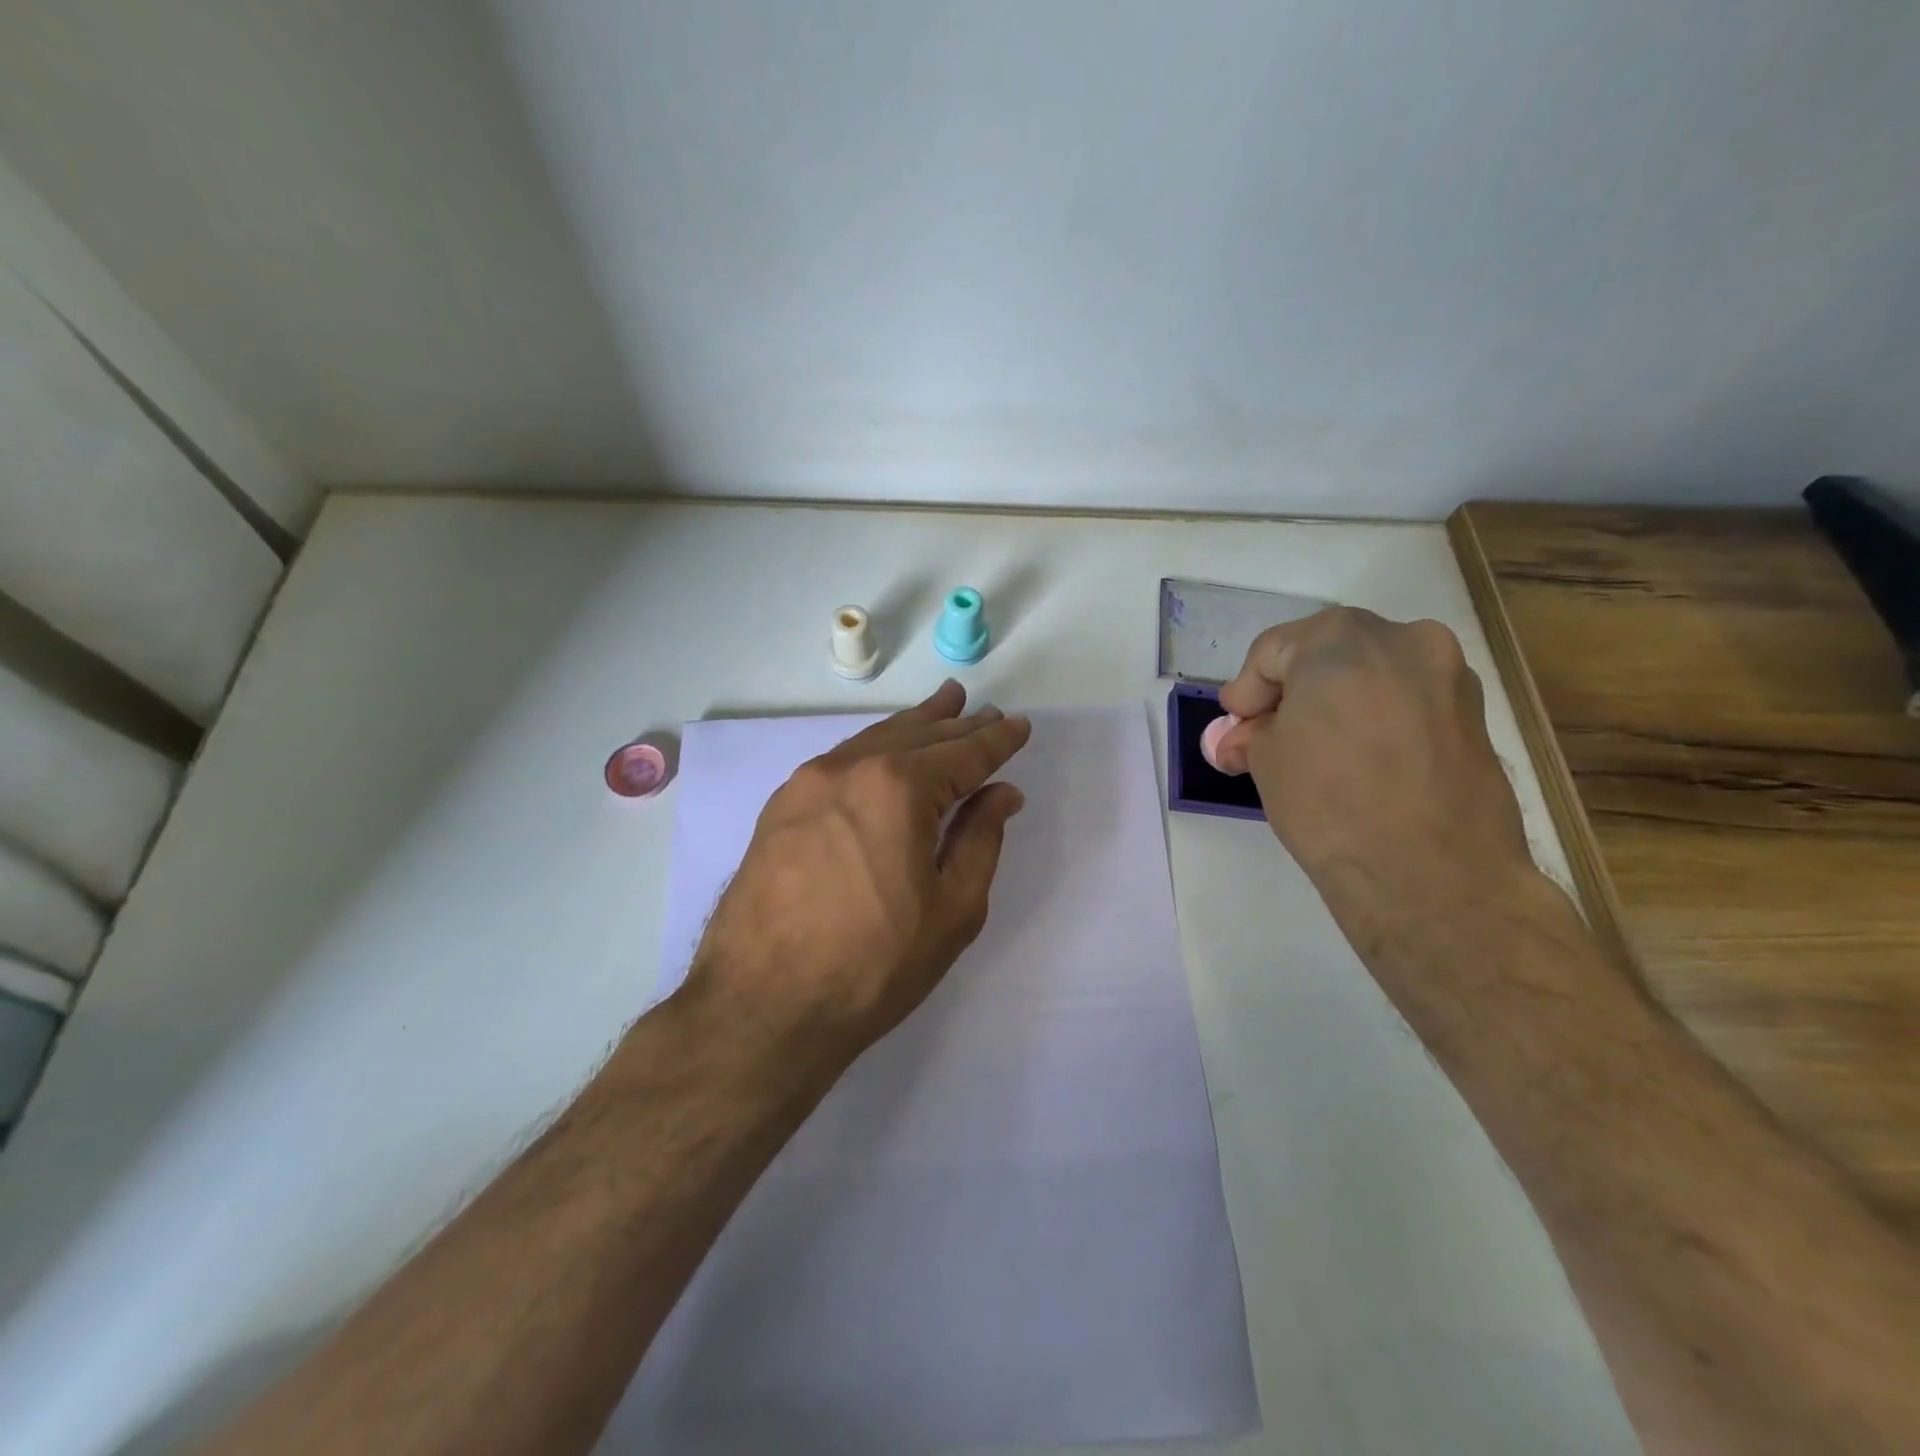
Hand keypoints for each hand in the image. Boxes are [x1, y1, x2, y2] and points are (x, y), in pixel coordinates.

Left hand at [685, 681, 1032, 1060]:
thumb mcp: (952, 908)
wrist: (762, 1006)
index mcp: (899, 787)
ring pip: (874, 741)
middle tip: (983, 711)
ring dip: (914, 726)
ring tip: (942, 707)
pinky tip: (885, 752)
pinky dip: (874, 749)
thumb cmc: (873, 964)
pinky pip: (840, 762)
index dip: (995, 740)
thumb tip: (1001, 792)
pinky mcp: (780, 808)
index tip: (1018, 725)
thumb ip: (980, 839)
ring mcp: (806, 784)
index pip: (962, 754)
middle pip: (917, 735)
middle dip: (956, 724)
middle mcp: (850, 768)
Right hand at [1211, 608, 1534, 913]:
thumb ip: (1253, 735)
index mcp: (1341, 639)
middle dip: (1291, 693)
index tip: (1236, 729)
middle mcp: (1403, 640)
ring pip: (1372, 676)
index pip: (1272, 652)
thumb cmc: (1330, 802)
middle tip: (1267, 736)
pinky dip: (1376, 720)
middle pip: (1326, 655)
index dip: (1246, 691)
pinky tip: (1359, 762)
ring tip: (1315, 752)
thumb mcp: (1266, 761)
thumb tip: (1242, 738)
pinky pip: (1407, 703)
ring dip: (1335, 704)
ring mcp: (1449, 676)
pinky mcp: (1475, 717)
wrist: (1431, 875)